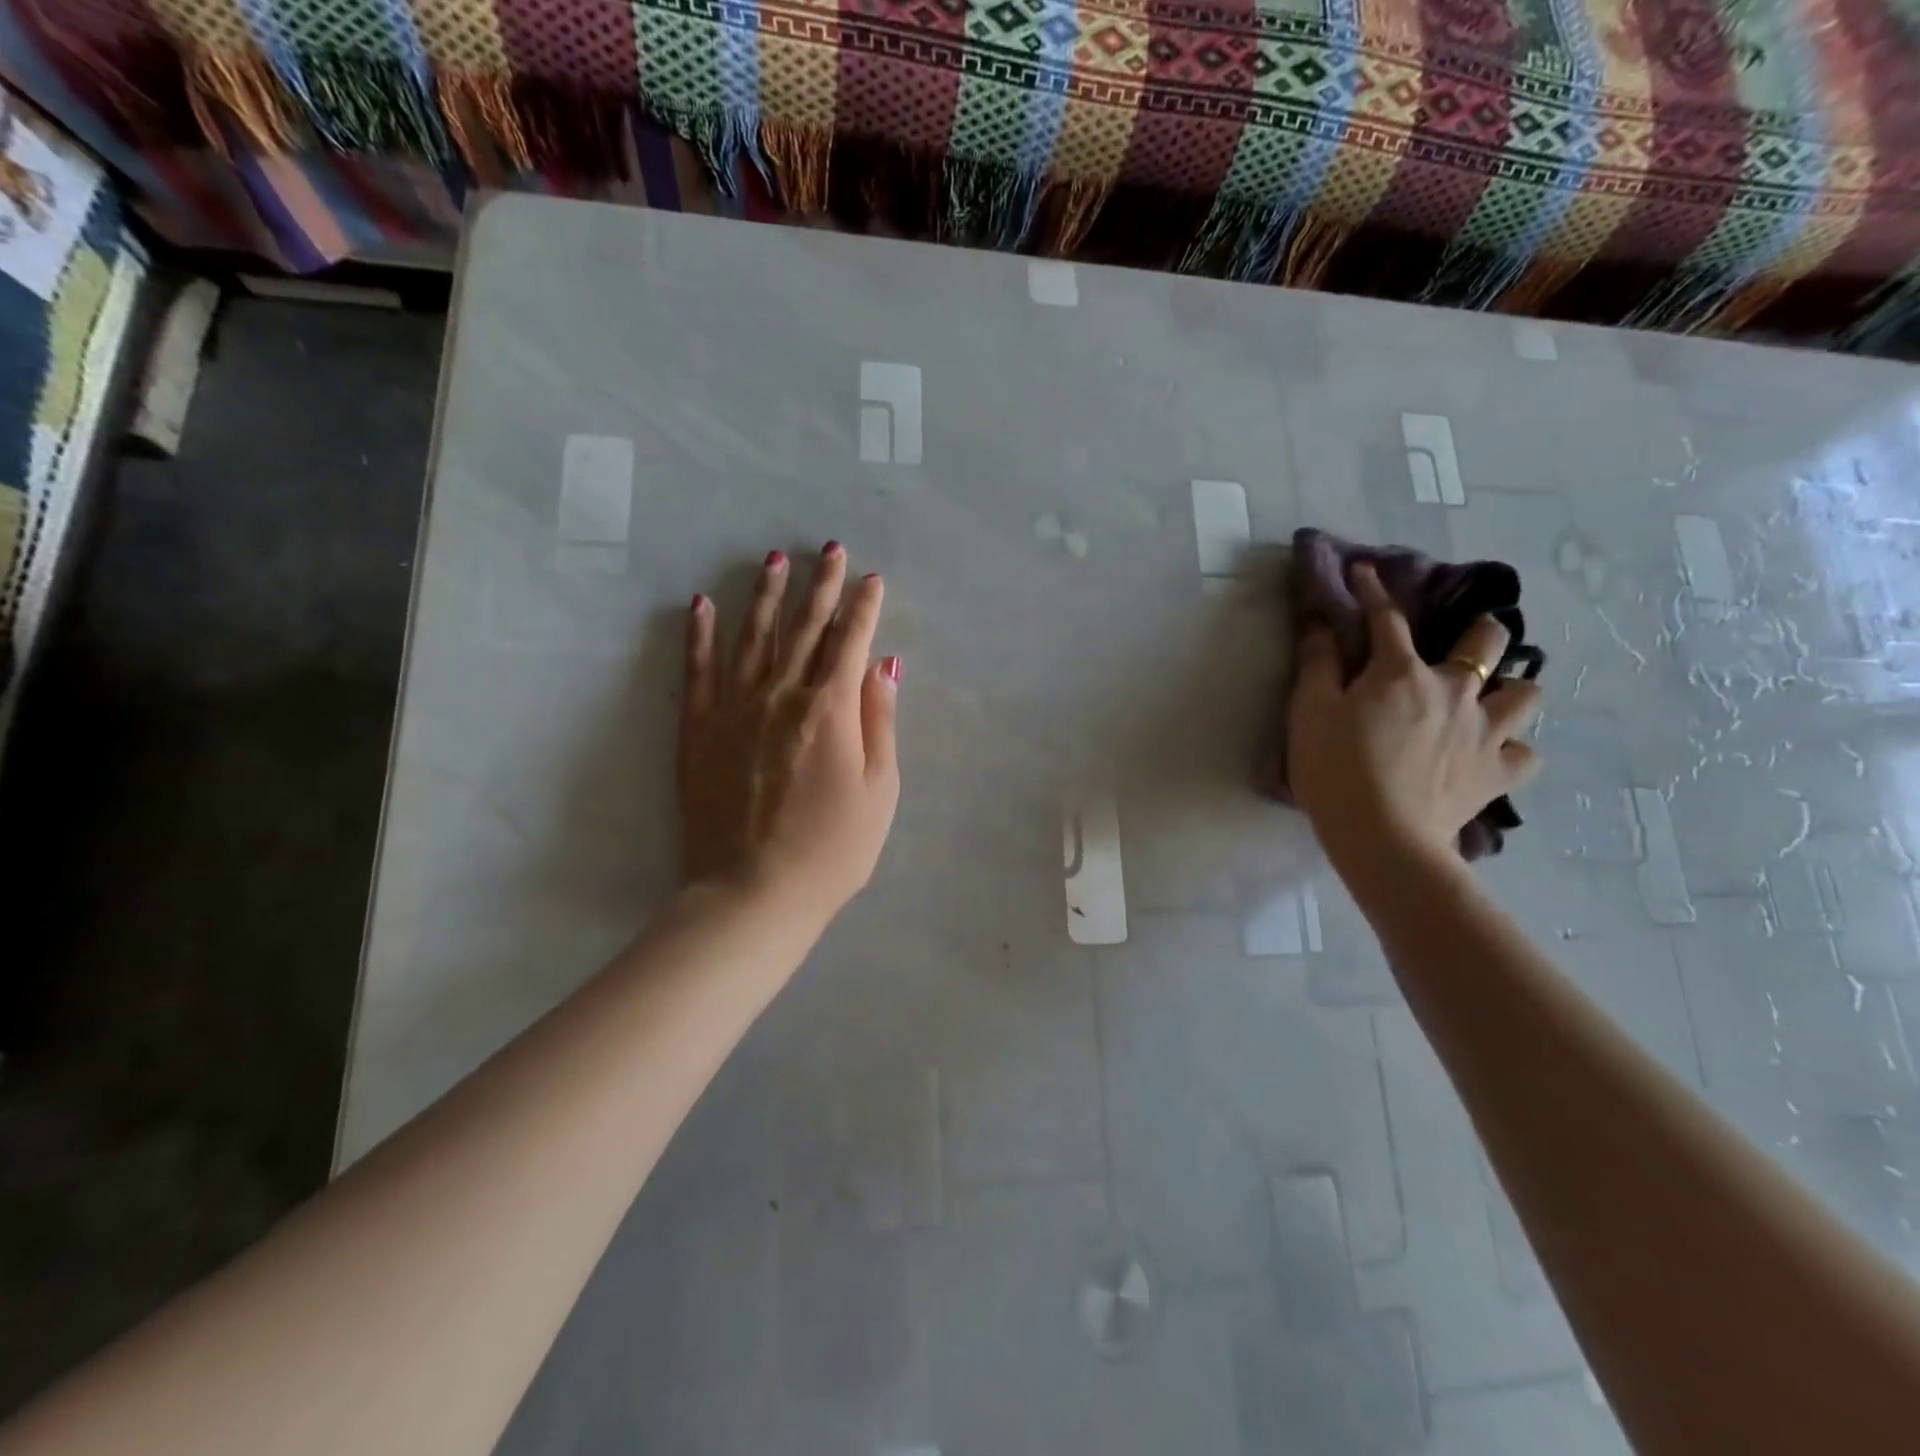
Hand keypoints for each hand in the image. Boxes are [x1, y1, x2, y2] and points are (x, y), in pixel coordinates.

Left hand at [678, 544, 901, 917]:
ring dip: (767, 595)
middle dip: (821, 586)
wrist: (753, 894)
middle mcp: (781, 695)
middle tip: (830, 549)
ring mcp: (733, 709)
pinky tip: (703, 604)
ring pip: (753, 637)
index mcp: (830, 710)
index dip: (864, 607)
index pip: (851, 642)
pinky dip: (700, 635)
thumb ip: (880, 722)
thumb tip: (885, 666)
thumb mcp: (880, 791)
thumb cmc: (832, 850)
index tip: (872, 579)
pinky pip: (697, 671)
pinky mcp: (698, 730)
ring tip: (774, 559)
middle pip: (805, 628)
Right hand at [1288, 562, 1542, 870]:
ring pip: (1526, 694)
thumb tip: (1320, 622)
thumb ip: (1316, 664)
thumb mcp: (1308, 712)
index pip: (1386, 618)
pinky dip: (1512, 750)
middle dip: (1481, 632)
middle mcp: (1454, 690)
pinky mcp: (1498, 773)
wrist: (1381, 836)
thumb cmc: (1334, 769)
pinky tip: (1494, 755)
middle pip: (1488, 642)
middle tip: (1467, 641)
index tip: (1364, 571)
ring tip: (1491, 701)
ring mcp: (1485, 731)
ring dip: (1511, 690)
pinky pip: (1526, 754)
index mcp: (1400, 672)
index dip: (1373, 591)